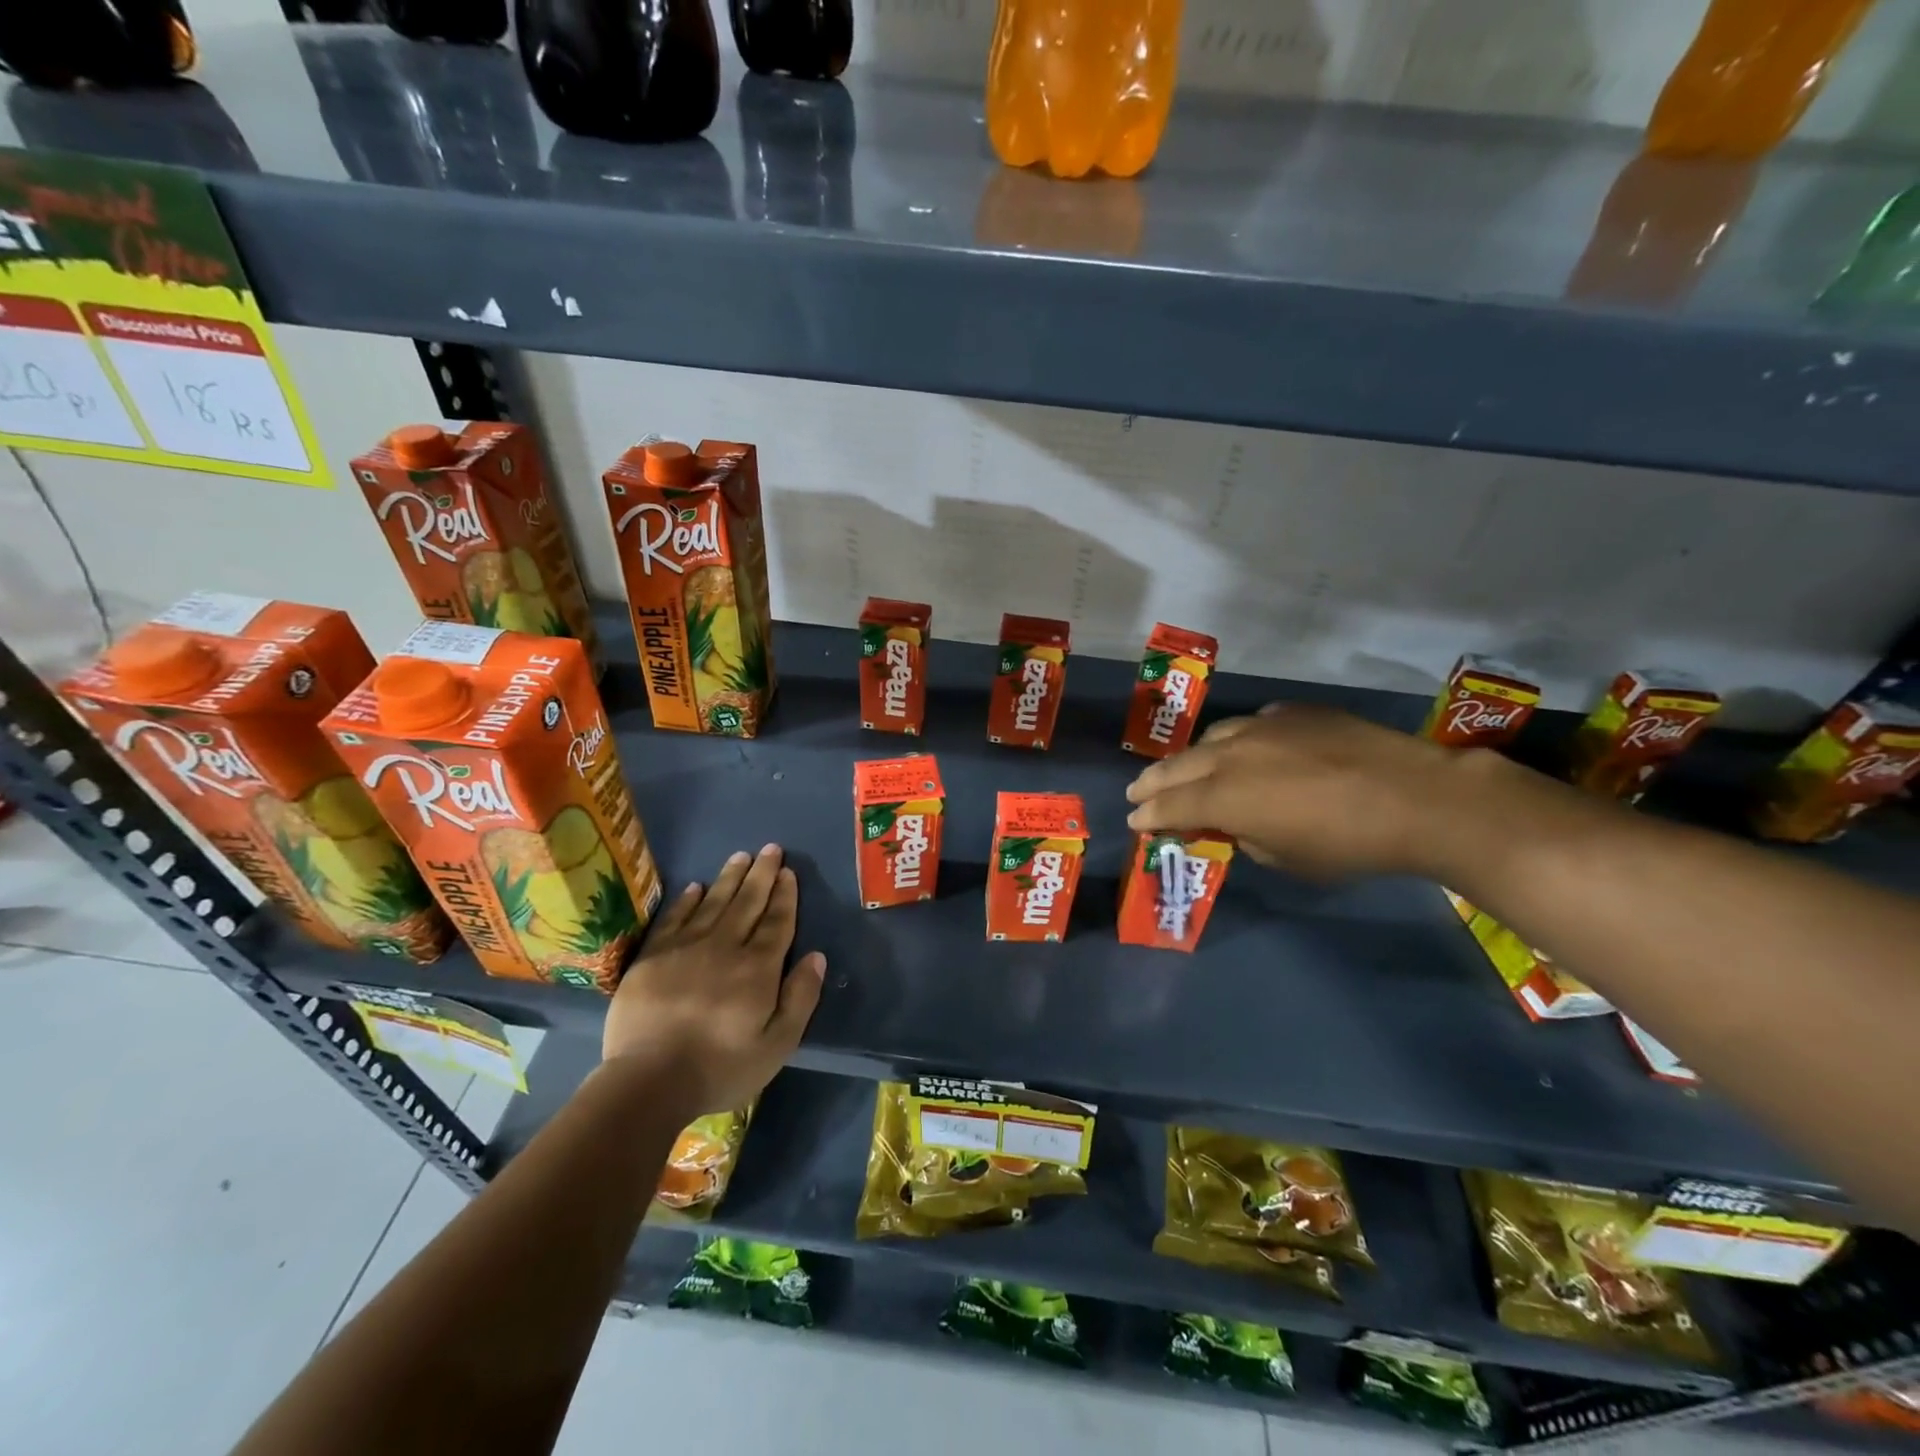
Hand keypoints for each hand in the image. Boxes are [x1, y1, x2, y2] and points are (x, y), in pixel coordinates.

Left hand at [602, 844, 825, 1116]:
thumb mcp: (778, 1044)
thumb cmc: (721, 1067)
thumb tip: (817, 956)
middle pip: (747, 903)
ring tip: (740, 856)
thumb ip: (801, 997)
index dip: (784, 895)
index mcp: (757, 967)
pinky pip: (675, 918)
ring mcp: (685, 948)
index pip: (776, 921)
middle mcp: (724, 947)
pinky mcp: (653, 957)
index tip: (789, 872)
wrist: (649, 1082)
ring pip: (713, 902)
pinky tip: (695, 887)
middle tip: (770, 848)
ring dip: (729, 877)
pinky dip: (687, 900)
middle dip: (761, 874)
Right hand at [1125, 704, 1465, 879]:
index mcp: (1225, 797)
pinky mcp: (1294, 713)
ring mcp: (1262, 727)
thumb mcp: (1286, 858)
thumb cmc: (1348, 844)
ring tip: (1186, 769)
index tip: (1135, 820)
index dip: (1148, 815)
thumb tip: (1235, 824)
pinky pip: (1251, 724)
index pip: (1170, 805)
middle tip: (1138, 792)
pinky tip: (1246, 749)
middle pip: (1178, 767)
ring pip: (1210, 738)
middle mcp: (1232, 755)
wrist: (1417, 797)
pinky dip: (1236, 741)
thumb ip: (1246, 837)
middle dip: (1153, 782)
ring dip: (1191, 758)